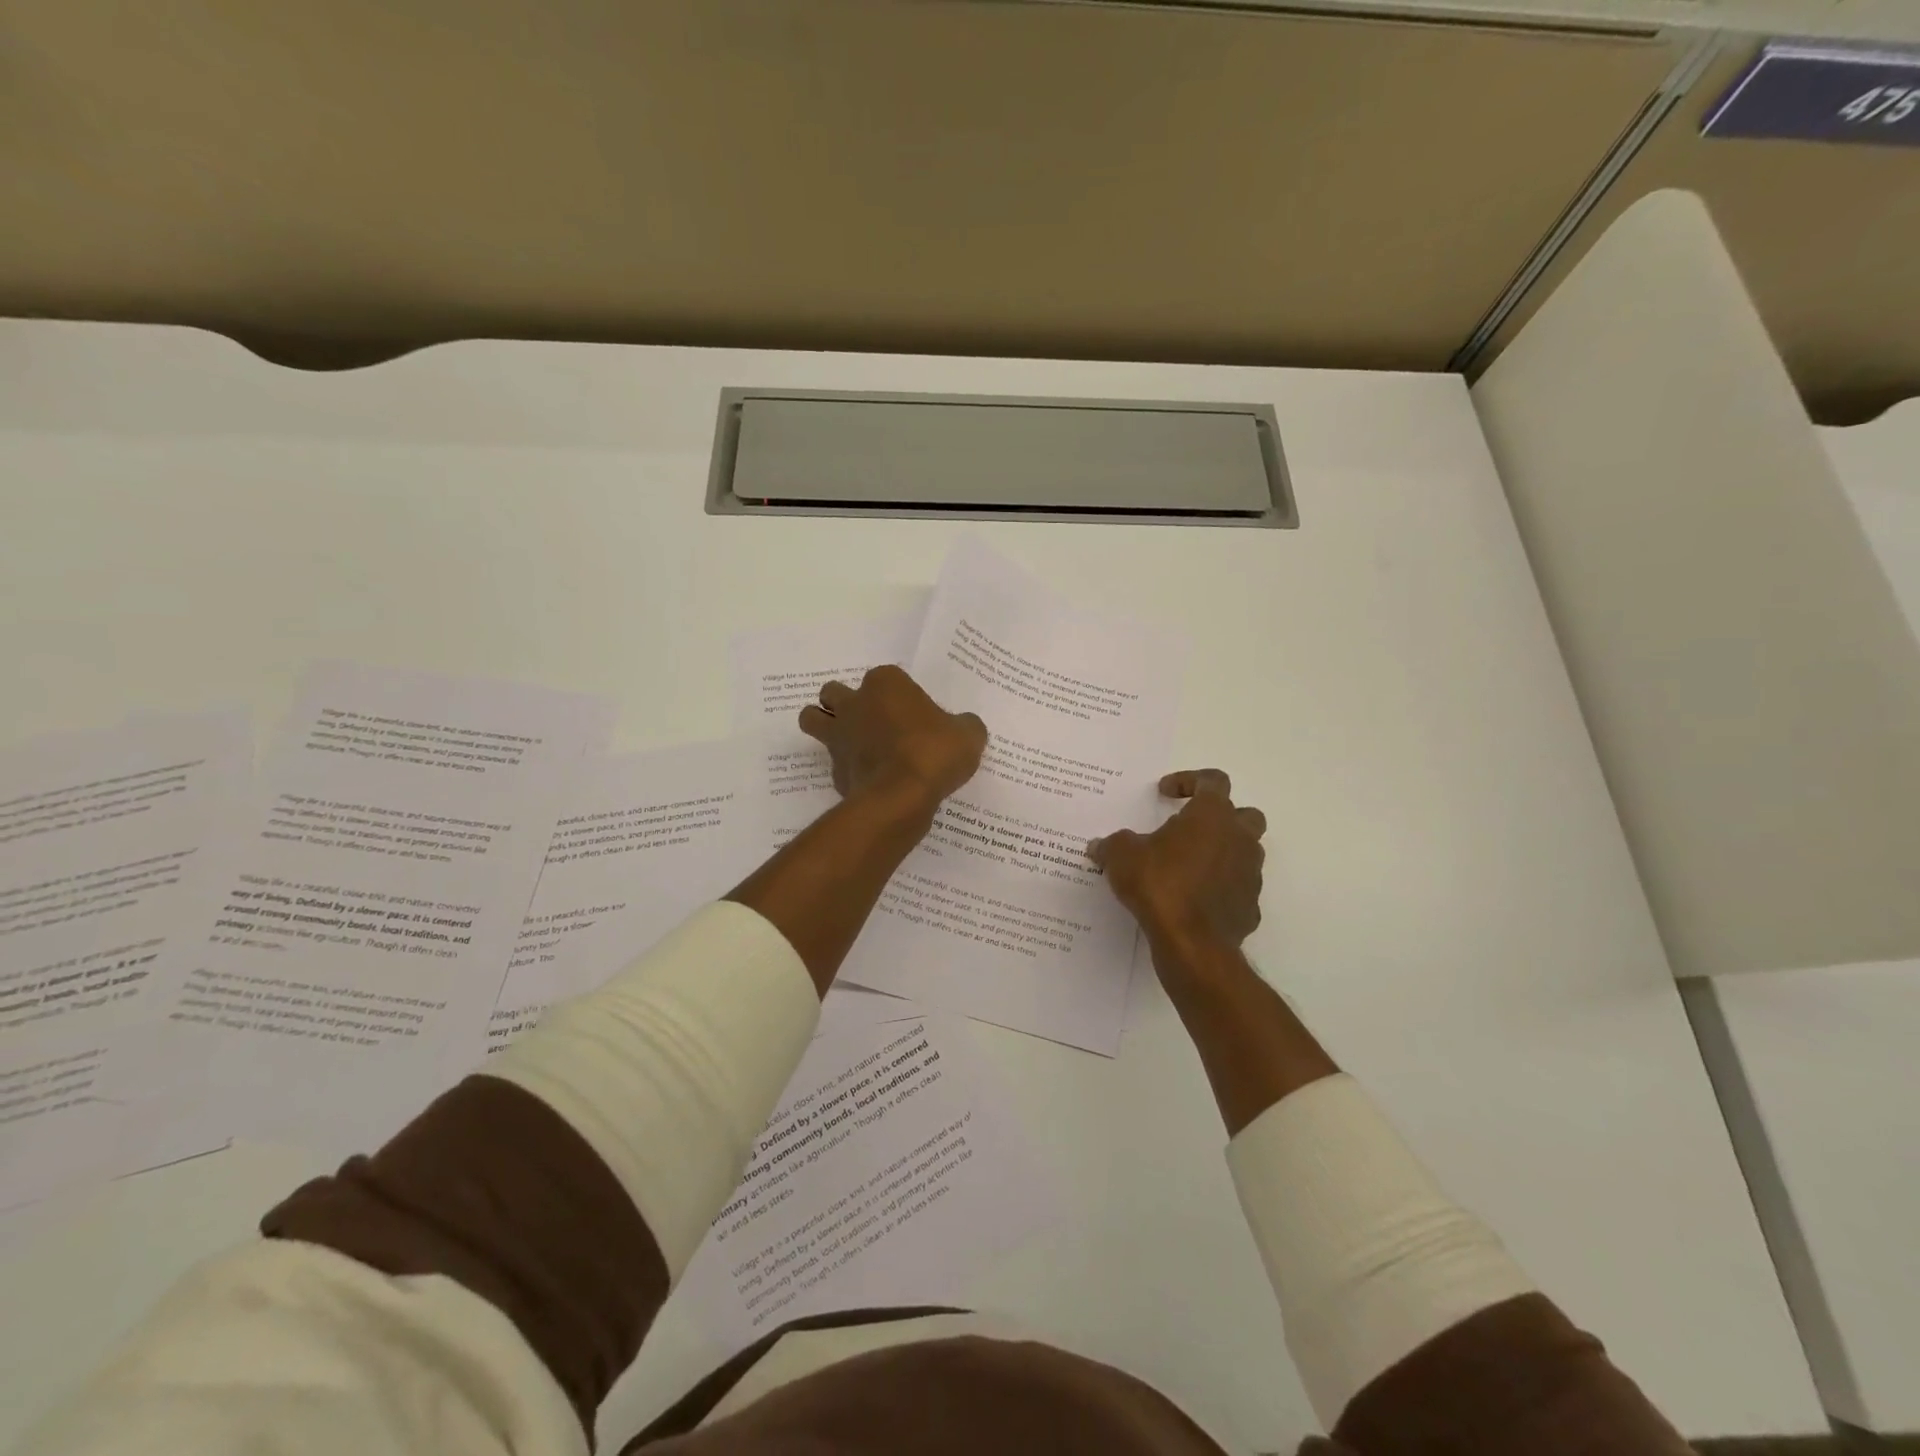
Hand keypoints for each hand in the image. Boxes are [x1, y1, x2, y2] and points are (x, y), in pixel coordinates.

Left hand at [798, 665, 987, 812]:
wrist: (901, 796)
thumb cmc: (934, 752)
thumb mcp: (968, 735)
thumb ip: (964, 726)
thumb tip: (963, 728)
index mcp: (886, 683)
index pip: (886, 677)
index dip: (899, 694)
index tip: (915, 714)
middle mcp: (855, 703)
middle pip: (835, 692)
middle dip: (847, 702)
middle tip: (874, 722)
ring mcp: (838, 736)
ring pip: (813, 718)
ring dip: (824, 724)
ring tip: (852, 741)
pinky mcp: (834, 769)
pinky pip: (833, 762)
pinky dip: (846, 768)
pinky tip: (868, 778)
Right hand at [1087, 769, 1266, 956]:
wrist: (1192, 943)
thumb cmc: (1159, 885)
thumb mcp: (1122, 857)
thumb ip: (1112, 845)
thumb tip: (1099, 846)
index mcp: (1212, 816)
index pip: (1213, 780)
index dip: (1189, 780)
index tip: (1164, 793)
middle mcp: (1239, 839)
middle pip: (1244, 814)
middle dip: (1220, 816)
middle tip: (1190, 827)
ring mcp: (1250, 874)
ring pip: (1245, 852)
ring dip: (1221, 852)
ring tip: (1187, 865)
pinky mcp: (1250, 907)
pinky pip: (1238, 888)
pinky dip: (1220, 888)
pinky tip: (1194, 899)